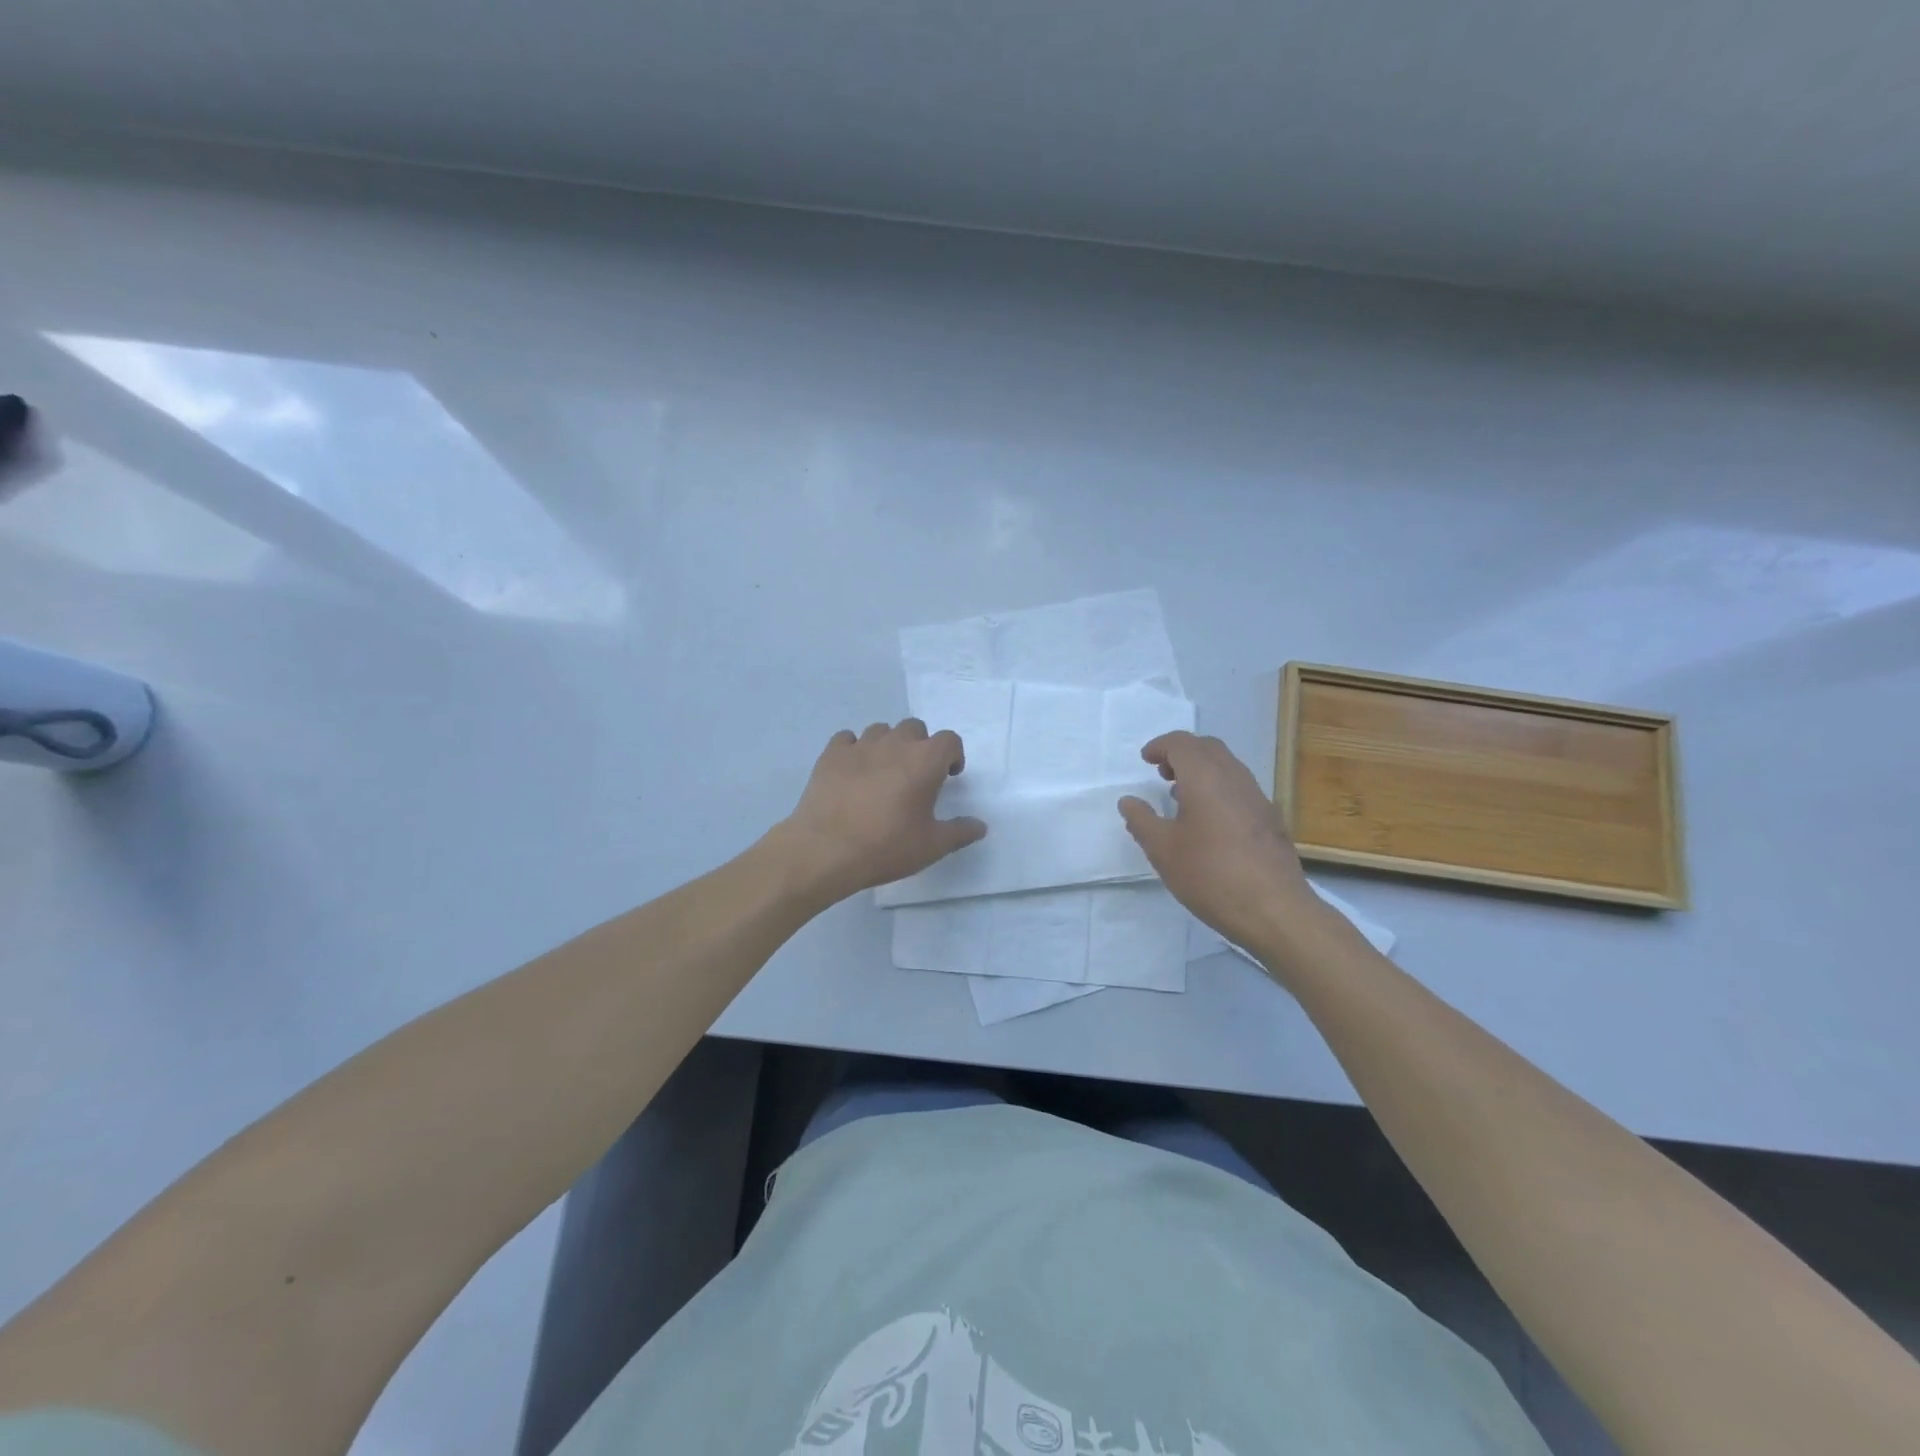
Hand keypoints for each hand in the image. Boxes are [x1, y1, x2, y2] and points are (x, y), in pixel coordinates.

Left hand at [776, 720, 986, 902]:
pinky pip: (847, 739)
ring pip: (881, 730)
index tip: (948, 776)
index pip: (949, 740)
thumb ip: (960, 832)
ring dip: (888, 745)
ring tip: (884, 773)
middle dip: (920, 746)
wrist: (826, 850)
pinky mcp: (831, 754)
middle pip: (915, 728)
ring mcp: (860, 746)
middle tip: (916, 775)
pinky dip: (855, 749)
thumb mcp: (932, 846)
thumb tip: (980, 826)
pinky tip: (852, 772)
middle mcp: (895, 744)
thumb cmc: (886, 847)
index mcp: (925, 761)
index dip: (952, 755)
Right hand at [1118, 731, 1320, 951]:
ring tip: (1181, 797)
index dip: (1161, 746)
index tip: (1145, 760)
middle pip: (1208, 748)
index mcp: (1205, 778)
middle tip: (1162, 773)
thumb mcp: (1163, 850)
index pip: (1182, 743)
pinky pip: (1239, 788)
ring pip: (1227, 767)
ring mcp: (1258, 798)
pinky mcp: (1271, 819)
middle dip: (1182, 753)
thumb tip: (1129, 801)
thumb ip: (1142, 821)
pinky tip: (1209, 822)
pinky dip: (1218, 789)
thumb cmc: (1210, 875)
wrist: (1275, 910)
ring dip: (1202, 771)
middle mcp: (1235, 778)